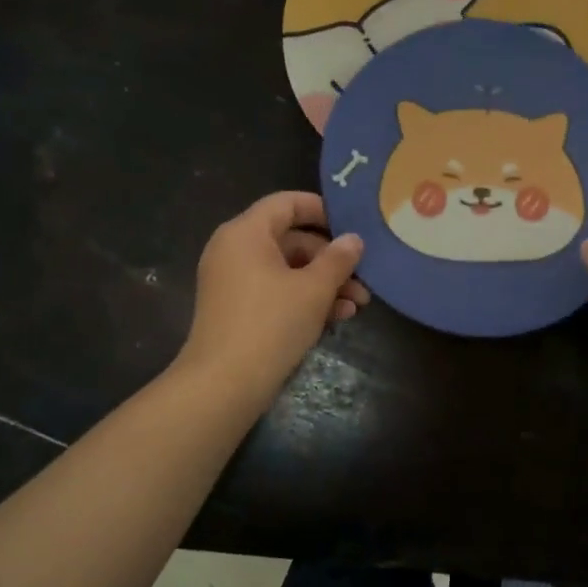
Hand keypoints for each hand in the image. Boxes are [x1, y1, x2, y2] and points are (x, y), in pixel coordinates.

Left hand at [175, 192, 368, 409]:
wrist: (224, 384)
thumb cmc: (271, 324)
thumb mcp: (314, 290)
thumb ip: (338, 259)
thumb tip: (353, 240)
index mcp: (246, 233)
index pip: (286, 203)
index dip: (322, 209)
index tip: (353, 225)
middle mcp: (234, 250)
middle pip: (290, 239)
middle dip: (330, 259)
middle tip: (363, 277)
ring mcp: (233, 281)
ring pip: (287, 269)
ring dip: (323, 283)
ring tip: (357, 304)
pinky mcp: (237, 309)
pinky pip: (275, 291)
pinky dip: (303, 299)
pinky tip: (336, 318)